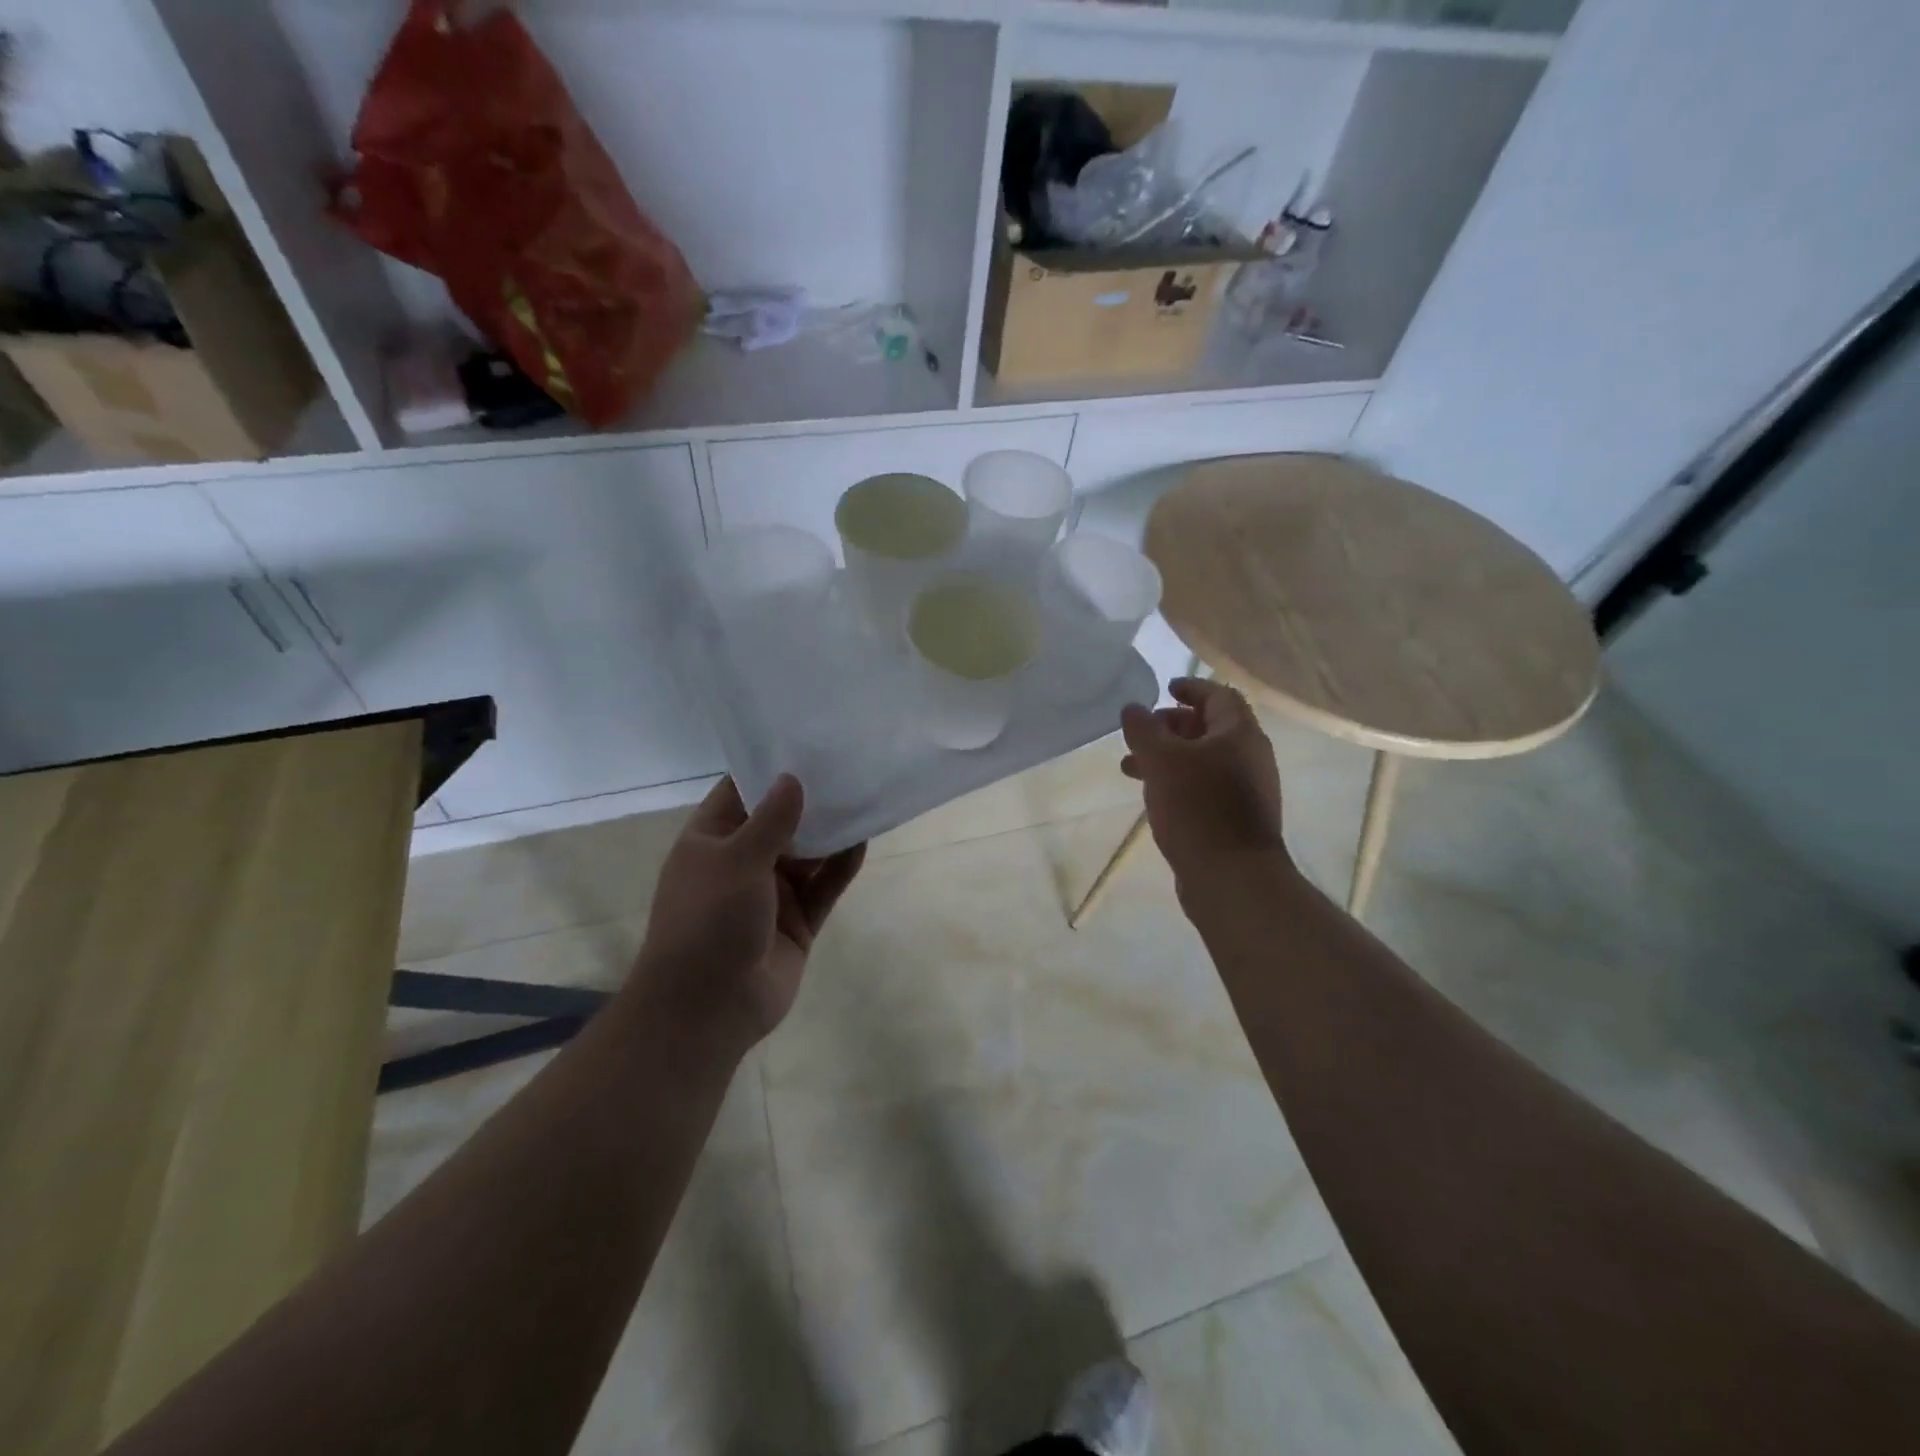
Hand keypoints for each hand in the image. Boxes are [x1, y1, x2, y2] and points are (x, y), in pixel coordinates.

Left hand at [630, 775, 864, 1052]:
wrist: (708, 1008)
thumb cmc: (709, 921)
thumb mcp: (736, 860)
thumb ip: (770, 820)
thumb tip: (792, 779)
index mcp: (711, 842)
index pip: (740, 794)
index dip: (769, 770)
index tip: (804, 744)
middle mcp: (740, 862)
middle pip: (779, 822)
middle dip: (809, 799)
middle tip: (846, 766)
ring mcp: (770, 893)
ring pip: (807, 854)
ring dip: (830, 832)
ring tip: (863, 795)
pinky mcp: (797, 921)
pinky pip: (823, 886)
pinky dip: (841, 866)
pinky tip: (863, 839)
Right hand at [1120, 677, 1287, 886]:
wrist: (1232, 877)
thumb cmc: (1197, 808)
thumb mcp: (1161, 761)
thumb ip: (1143, 730)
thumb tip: (1133, 708)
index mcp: (1239, 734)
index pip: (1219, 696)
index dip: (1192, 688)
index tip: (1166, 688)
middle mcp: (1250, 757)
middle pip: (1211, 728)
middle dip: (1173, 726)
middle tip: (1143, 732)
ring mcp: (1246, 790)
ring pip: (1204, 760)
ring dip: (1169, 757)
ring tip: (1131, 768)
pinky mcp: (1236, 818)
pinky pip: (1205, 787)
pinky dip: (1179, 781)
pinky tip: (1153, 797)